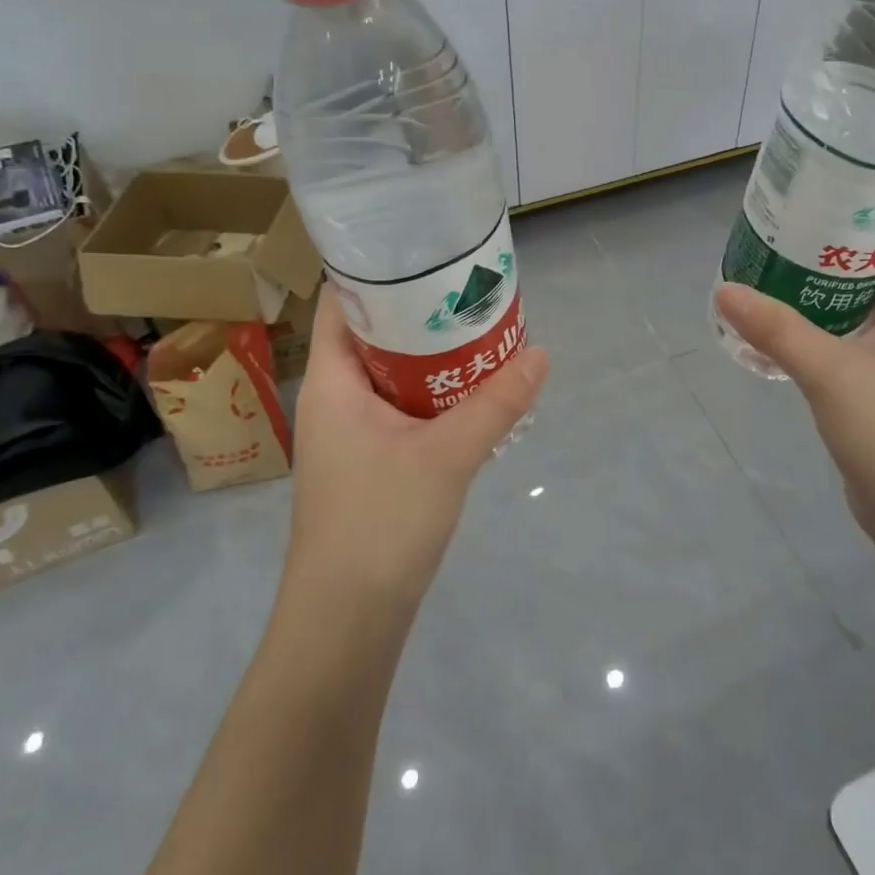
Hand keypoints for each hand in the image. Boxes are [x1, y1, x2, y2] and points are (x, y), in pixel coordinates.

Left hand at [286, 288, 547, 614]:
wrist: (346, 621)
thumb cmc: (380, 522)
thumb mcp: (447, 456)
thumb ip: (496, 403)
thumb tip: (541, 354)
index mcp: (332, 382)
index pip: (340, 303)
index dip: (375, 273)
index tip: (425, 253)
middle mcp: (333, 400)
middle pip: (371, 336)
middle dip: (418, 312)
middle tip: (469, 290)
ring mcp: (348, 436)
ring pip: (389, 376)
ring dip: (429, 356)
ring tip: (478, 332)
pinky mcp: (367, 465)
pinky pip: (399, 410)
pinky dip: (430, 394)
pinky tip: (470, 394)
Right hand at [715, 204, 874, 563]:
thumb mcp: (834, 376)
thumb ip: (778, 330)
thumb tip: (724, 289)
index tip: (842, 165)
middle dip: (845, 223)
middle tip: (793, 202)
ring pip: (866, 288)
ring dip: (828, 267)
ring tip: (779, 243)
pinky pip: (850, 323)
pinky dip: (821, 307)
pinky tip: (780, 306)